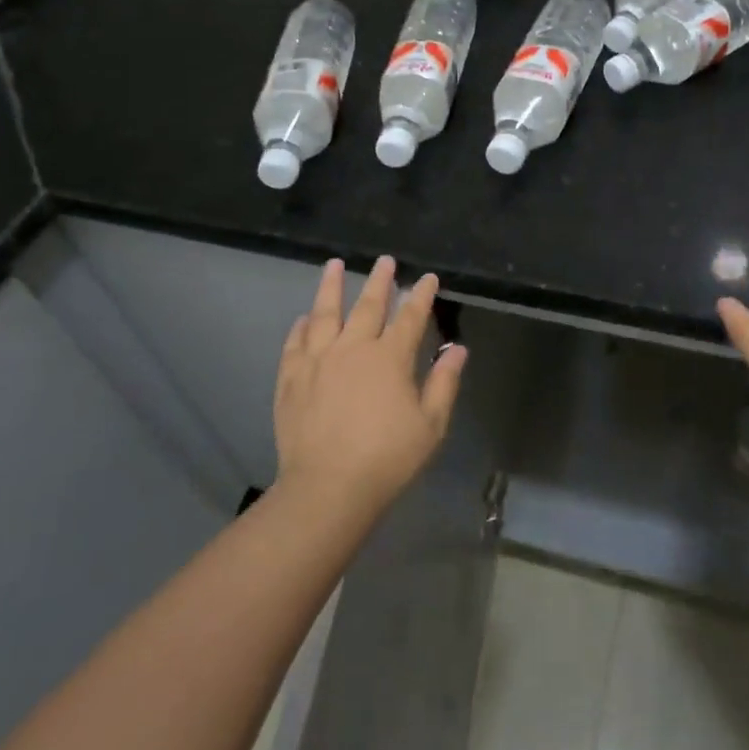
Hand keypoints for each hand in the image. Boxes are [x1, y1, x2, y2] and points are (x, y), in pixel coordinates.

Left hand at [273, 256, 466, 515]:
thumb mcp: (431, 425)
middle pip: (368, 306)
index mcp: (390, 358)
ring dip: (330, 287)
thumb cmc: (388, 458)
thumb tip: (457, 349)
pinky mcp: (291, 379)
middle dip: (379, 281)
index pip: (410, 317)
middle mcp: (353, 349)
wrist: (328, 488)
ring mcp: (317, 361)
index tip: (427, 277)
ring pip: (324, 314)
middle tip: (384, 261)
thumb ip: (444, 382)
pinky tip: (304, 318)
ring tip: (333, 265)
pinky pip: (295, 344)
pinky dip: (300, 327)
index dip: (420, 295)